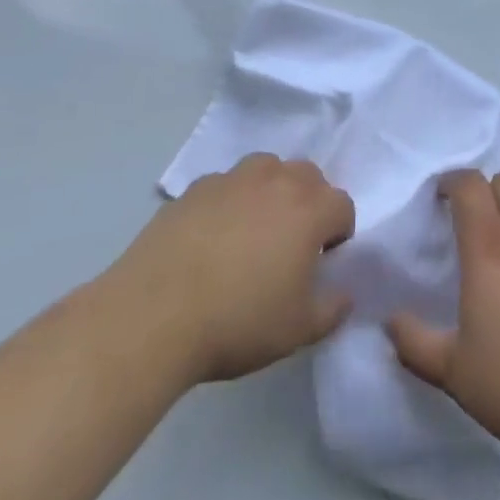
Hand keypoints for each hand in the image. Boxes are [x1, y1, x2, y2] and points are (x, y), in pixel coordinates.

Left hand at [108, 153, 355, 384]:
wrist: (155, 314)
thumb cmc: (238, 321)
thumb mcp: (297, 330)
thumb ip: (332, 308)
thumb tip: (343, 293)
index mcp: (309, 209)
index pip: (342, 206)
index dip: (339, 234)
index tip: (322, 263)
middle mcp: (276, 180)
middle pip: (309, 176)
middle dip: (310, 203)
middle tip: (292, 243)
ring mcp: (234, 178)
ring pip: (267, 169)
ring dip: (272, 191)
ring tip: (254, 231)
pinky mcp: (196, 188)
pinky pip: (227, 185)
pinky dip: (231, 201)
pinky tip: (213, 237)